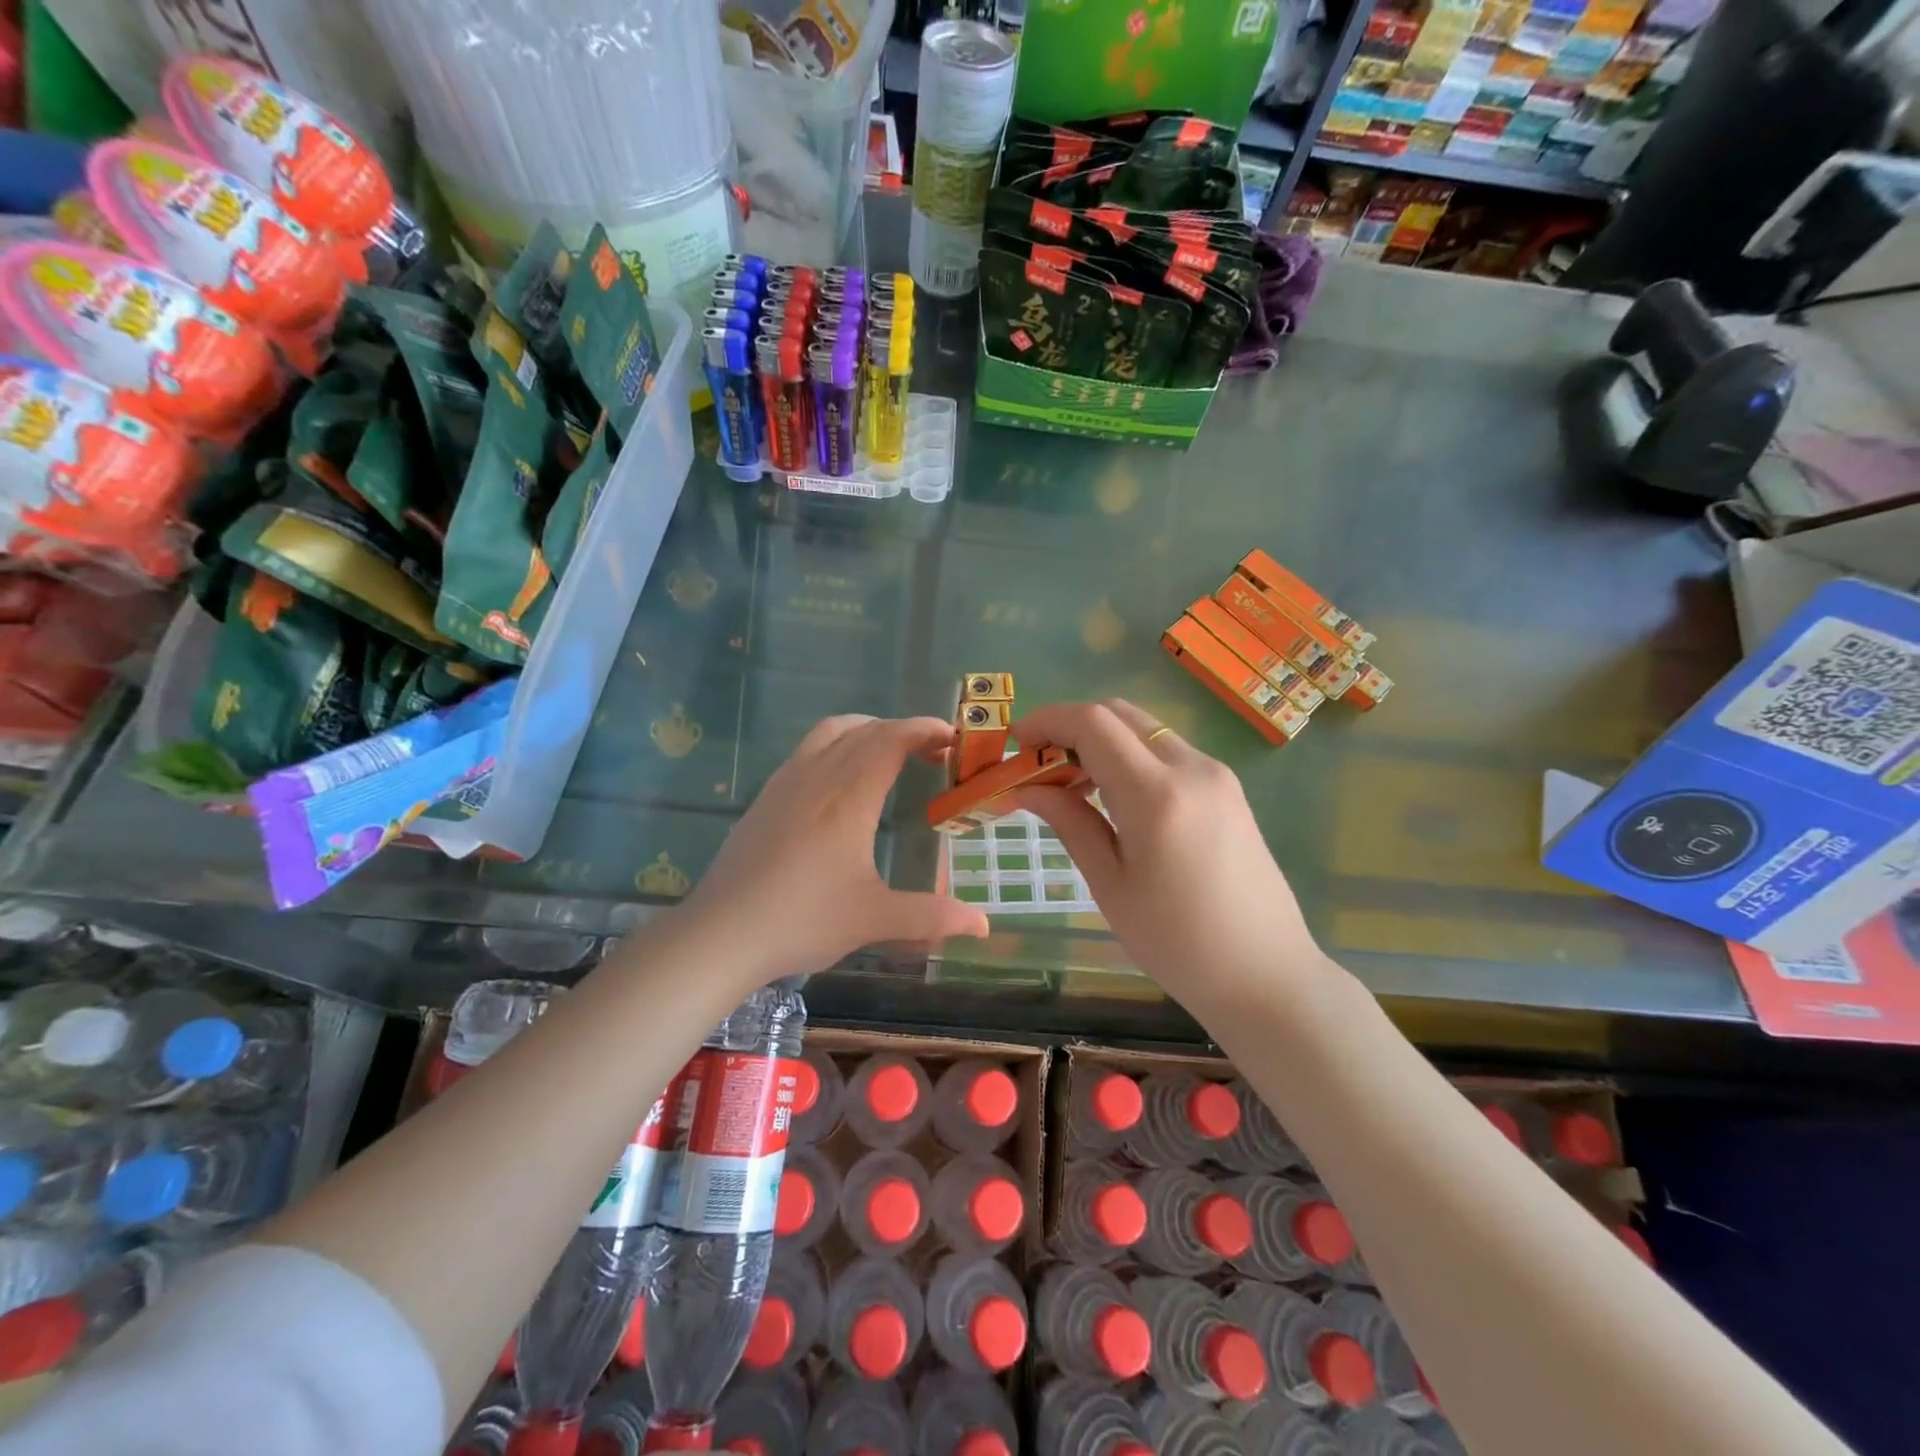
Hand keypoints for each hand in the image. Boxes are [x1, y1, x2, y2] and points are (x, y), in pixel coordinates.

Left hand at [682, 714, 990, 984]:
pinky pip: (808, 750)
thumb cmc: (802, 922)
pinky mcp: (765, 797)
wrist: (721, 934)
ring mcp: (786, 783)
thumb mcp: (874, 920)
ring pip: (831, 732)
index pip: (891, 739)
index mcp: (848, 797)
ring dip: (868, 731)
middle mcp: (817, 776)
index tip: (953, 737)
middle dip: (904, 730)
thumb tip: (983, 925)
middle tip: (933, 752)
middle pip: (865, 730)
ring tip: (890, 754)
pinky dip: (838, 745)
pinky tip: (841, 783)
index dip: (924, 729)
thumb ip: (932, 916)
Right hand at [1012, 699, 1328, 1012]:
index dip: (1047, 721)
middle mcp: (1191, 768)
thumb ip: (1070, 823)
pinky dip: (1130, 756)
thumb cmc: (1177, 943)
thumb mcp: (1110, 885)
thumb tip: (1028, 788)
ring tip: (1070, 783)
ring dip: (1101, 740)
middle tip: (1039, 763)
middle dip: (1071, 726)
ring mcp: (1215, 775)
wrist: (1266, 974)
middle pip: (1119, 714)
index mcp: (1156, 794)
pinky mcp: (1227, 788)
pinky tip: (1113, 795)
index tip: (1016, 742)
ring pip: (1144, 730)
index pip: (1093, 723)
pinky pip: (1167, 752)